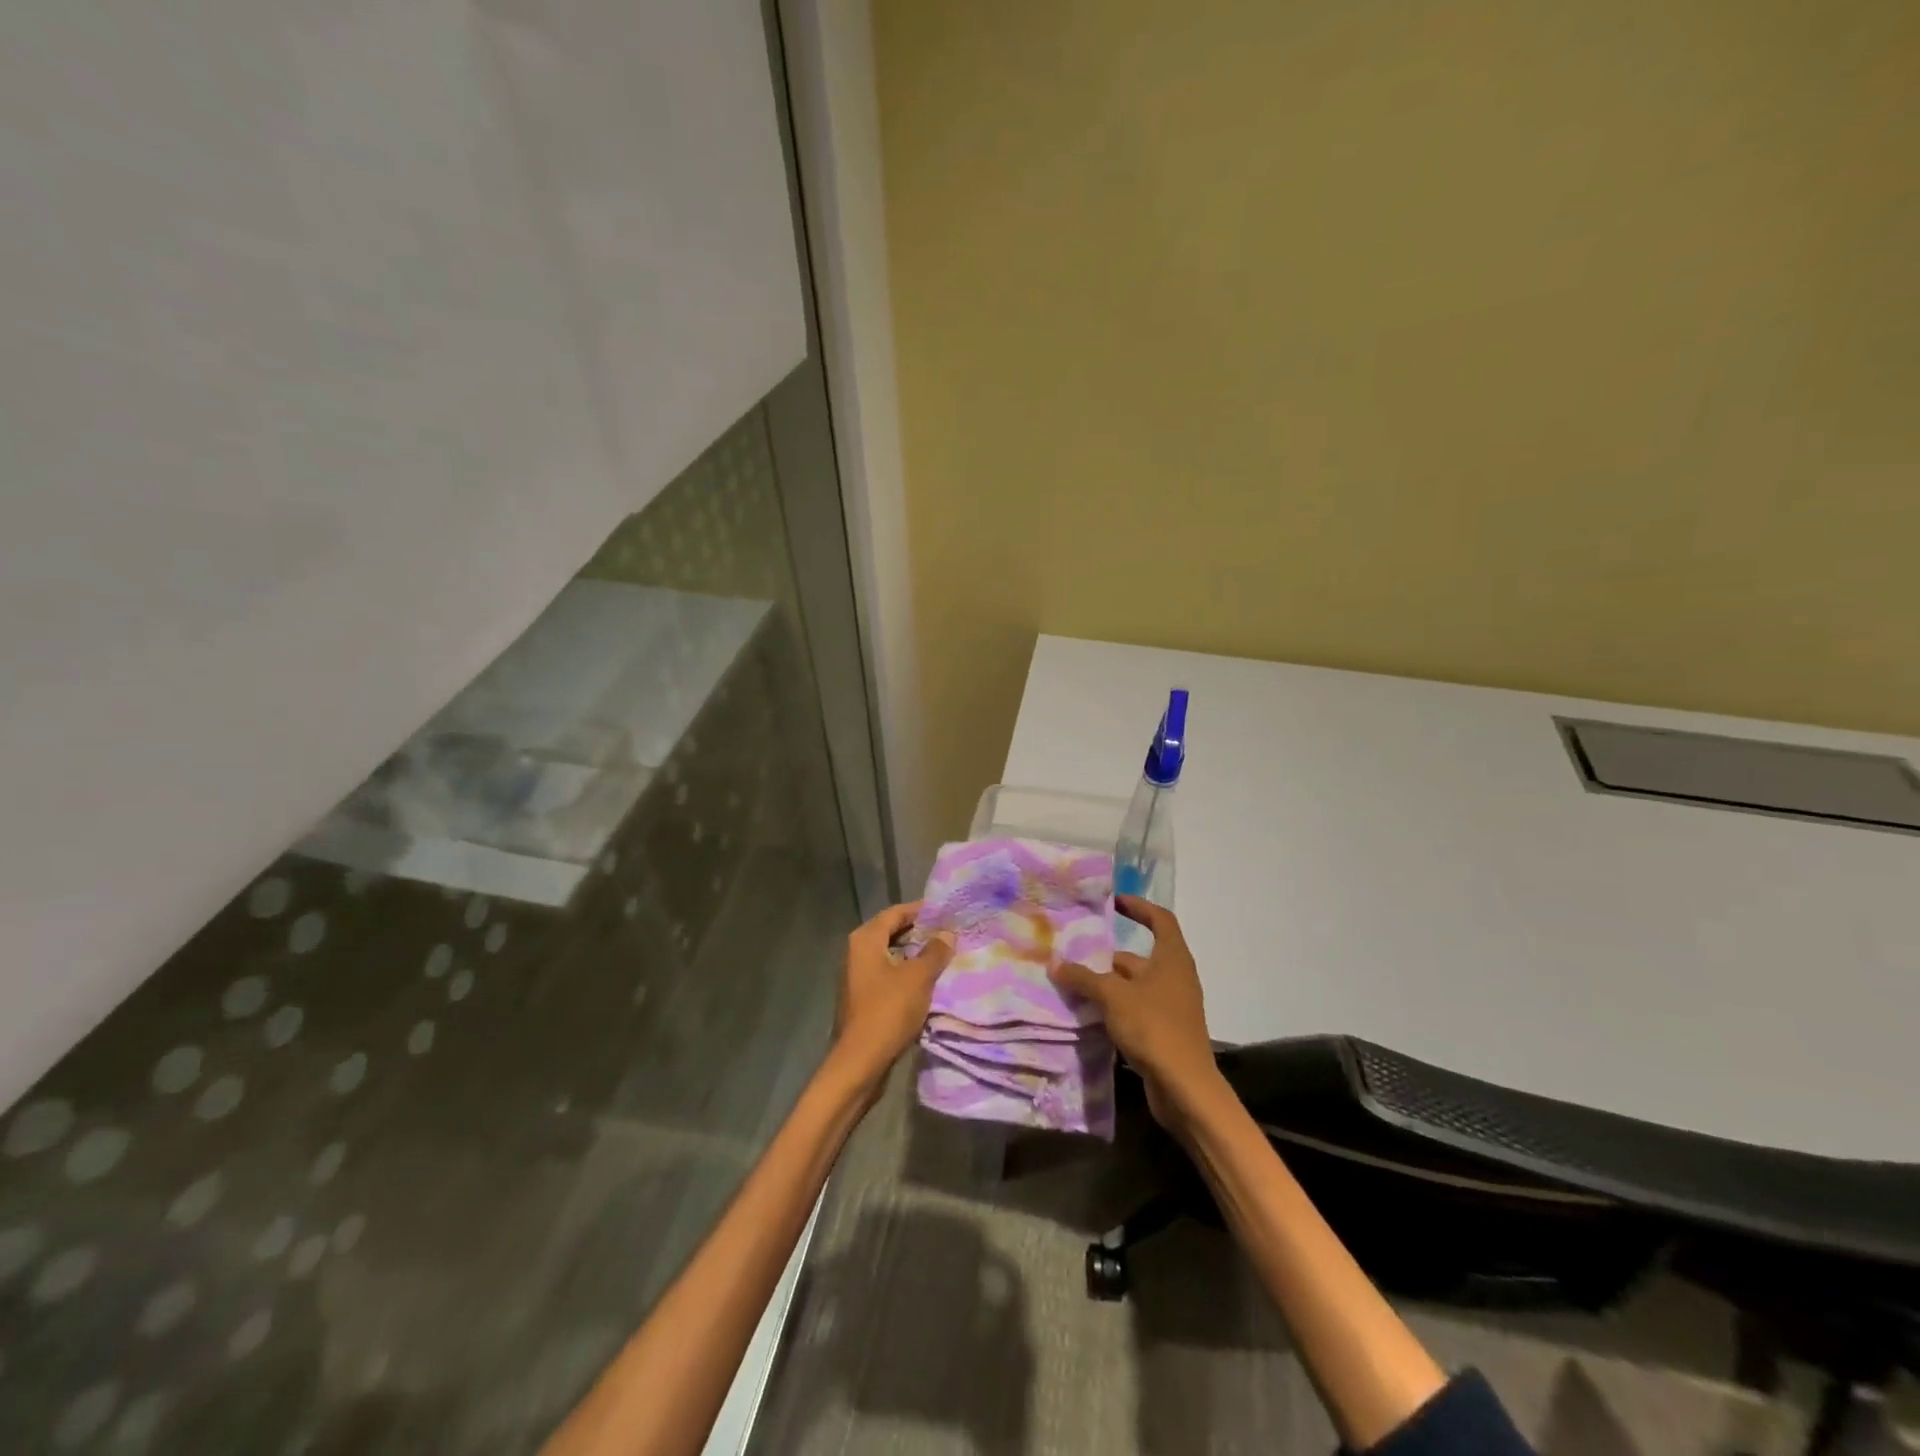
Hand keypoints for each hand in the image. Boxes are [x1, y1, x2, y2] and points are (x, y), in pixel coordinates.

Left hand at [827, 901, 954, 1102]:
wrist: (860, 1062)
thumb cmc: (888, 1011)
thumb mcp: (918, 978)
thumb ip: (934, 952)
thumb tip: (947, 934)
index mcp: (865, 940)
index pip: (896, 912)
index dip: (921, 910)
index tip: (946, 910)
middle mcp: (857, 952)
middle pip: (892, 932)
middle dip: (920, 931)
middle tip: (950, 931)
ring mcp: (858, 976)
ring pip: (892, 955)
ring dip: (916, 953)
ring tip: (945, 953)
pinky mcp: (864, 997)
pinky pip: (890, 974)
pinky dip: (908, 972)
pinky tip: (930, 979)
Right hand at [1050, 896, 1222, 1130]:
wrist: (1185, 1087)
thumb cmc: (1153, 1027)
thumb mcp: (1113, 996)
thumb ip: (1083, 977)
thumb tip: (1055, 963)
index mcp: (1172, 959)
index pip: (1160, 920)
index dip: (1138, 907)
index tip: (1113, 902)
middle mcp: (1174, 977)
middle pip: (1138, 957)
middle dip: (1106, 957)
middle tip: (1073, 955)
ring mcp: (1170, 1006)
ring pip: (1133, 986)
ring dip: (1106, 985)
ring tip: (1072, 984)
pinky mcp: (1163, 1032)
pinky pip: (1133, 1010)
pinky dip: (1113, 1009)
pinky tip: (1087, 1015)